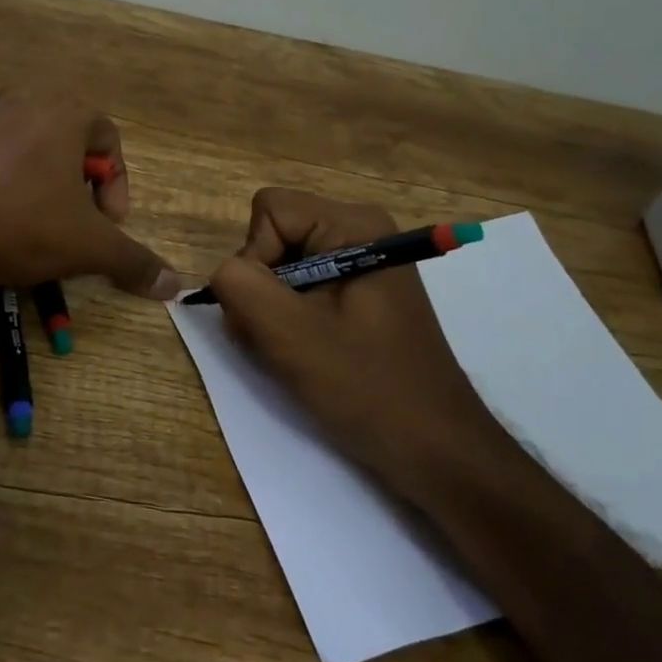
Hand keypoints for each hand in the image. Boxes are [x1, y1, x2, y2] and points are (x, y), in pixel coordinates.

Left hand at [0, 92, 179, 299]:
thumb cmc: (28, 227)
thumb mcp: (92, 246)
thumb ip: (135, 260)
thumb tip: (175, 285)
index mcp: (65, 112)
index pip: (109, 140)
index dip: (117, 184)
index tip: (109, 224)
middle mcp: (23, 103)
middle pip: (67, 133)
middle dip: (78, 172)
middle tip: (75, 214)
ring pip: (17, 131)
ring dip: (33, 160)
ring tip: (33, 205)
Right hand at [206, 189, 505, 498]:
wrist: (436, 449)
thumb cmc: (366, 386)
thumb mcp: (289, 334)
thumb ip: (240, 285)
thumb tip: (225, 272)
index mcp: (354, 225)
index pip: (269, 212)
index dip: (256, 257)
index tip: (274, 310)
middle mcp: (361, 231)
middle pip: (275, 236)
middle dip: (261, 287)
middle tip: (277, 338)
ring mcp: (363, 263)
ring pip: (283, 265)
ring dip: (272, 309)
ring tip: (292, 352)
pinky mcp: (362, 293)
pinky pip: (303, 287)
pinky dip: (290, 319)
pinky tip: (305, 353)